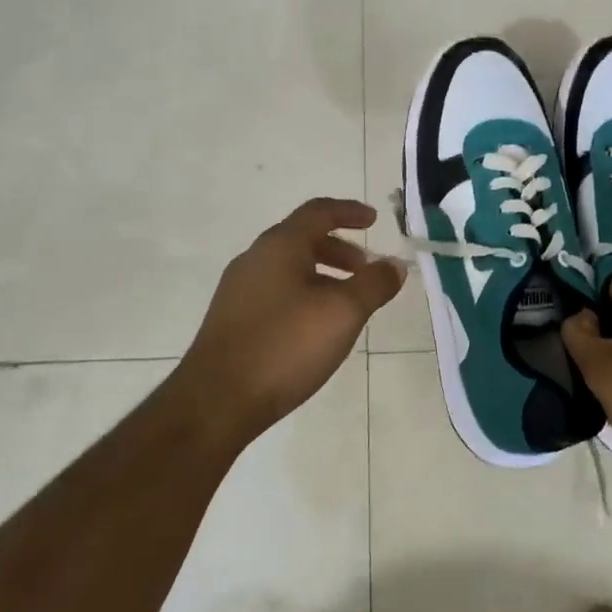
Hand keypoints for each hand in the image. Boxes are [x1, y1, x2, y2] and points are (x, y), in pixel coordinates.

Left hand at [166, 198, 405, 445]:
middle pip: (302, 239)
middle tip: (365, 269)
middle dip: (339, 249)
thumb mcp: (343, 313)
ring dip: (322, 275)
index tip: (374, 220)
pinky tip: (315, 328)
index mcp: (280, 246)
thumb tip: (394, 265)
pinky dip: (304, 294)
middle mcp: (255, 259)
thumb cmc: (286, 345)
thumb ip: (374, 284)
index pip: (318, 212)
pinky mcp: (232, 319)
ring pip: (288, 268)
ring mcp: (239, 290)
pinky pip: (275, 291)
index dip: (349, 211)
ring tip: (346, 303)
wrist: (217, 400)